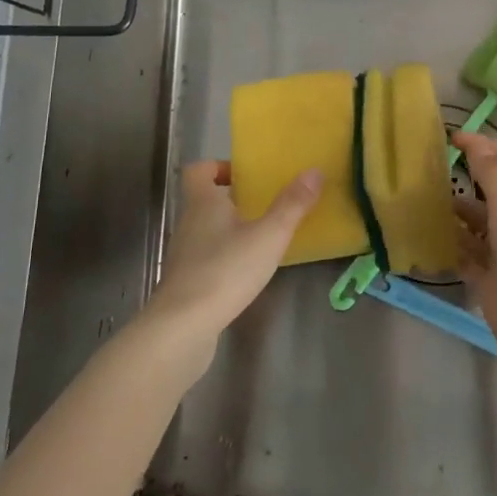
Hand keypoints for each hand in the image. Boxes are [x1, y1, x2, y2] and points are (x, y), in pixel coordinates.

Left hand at [145, 161, 321, 346]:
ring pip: (206, 230)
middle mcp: (188, 223)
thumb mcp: (268, 236)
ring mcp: (183, 255)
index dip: (219, 167)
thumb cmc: (225, 270)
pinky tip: (247, 272)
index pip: (199, 170)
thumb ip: (292, 205)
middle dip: (233, 200)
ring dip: (230, 230)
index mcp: (203, 202)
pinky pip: (206, 258)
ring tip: (263, 239)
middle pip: (205, 200)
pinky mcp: (185, 283)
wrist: (182, 328)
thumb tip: (314, 171)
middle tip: (265, 206)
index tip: (247, 176)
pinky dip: (225, 258)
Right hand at [452, 132, 496, 397]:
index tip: (452, 138)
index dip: (485, 146)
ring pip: (475, 223)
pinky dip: (449, 245)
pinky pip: (465, 255)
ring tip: (421, 200)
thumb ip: (493, 175)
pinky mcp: (489, 281)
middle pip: (491, 191)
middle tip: (428, 168)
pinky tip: (426, 237)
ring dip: (453, 210)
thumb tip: (475, 143)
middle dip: (465, 176)